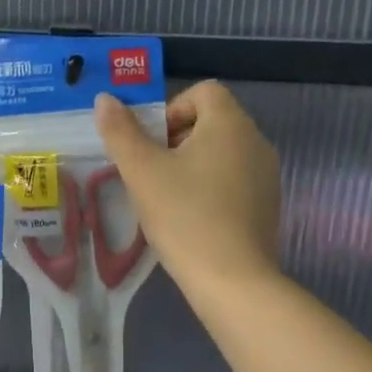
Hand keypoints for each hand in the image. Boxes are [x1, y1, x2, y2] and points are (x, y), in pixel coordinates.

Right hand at [95, 81, 283, 295]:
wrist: (232, 280)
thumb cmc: (184, 216)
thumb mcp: (142, 172)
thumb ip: (121, 132)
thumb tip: (105, 99)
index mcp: (230, 124)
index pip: (203, 91)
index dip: (171, 108)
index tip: (151, 144)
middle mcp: (256, 141)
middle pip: (212, 121)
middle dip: (176, 139)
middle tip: (151, 172)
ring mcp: (266, 175)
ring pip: (222, 152)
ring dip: (191, 164)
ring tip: (167, 197)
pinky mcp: (267, 204)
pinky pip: (234, 179)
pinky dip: (210, 187)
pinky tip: (191, 218)